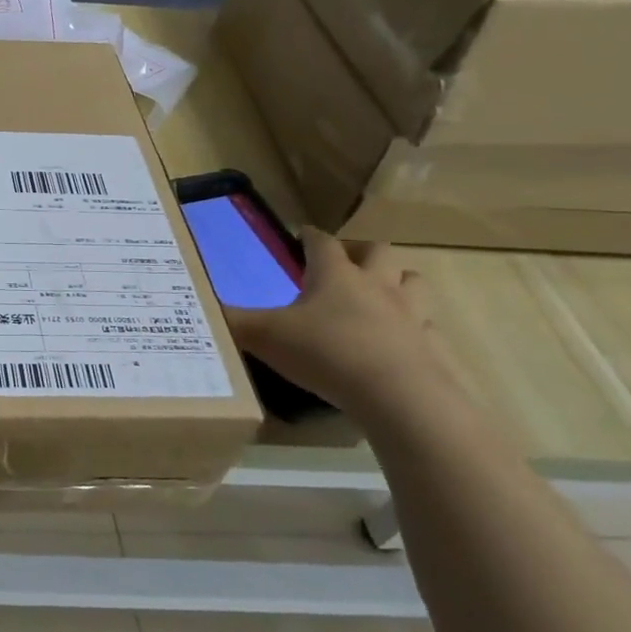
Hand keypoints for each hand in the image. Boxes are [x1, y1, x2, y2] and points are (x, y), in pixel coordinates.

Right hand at [223, 229, 455, 415]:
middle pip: (378, 252)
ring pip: (413, 281)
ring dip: (397, 281)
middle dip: (360, 252)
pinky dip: (414, 328)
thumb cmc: (326, 353)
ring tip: (379, 294)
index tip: (301, 233)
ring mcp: (410, 315)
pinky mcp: (431, 347)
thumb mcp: (265, 337)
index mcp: (335, 276)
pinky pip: (427, 327)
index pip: (322, 242)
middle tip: (343, 263)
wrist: (399, 397)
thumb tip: (199, 307)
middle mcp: (376, 286)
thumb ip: (233, 321)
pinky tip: (398, 342)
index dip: (310, 236)